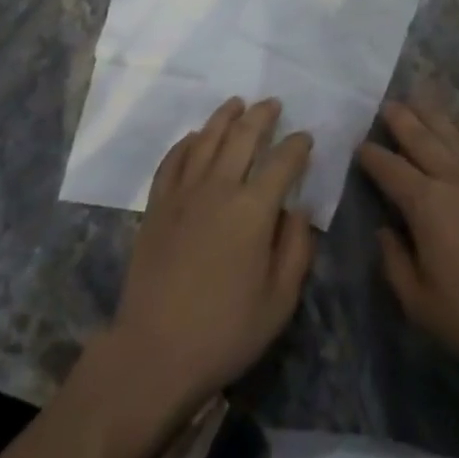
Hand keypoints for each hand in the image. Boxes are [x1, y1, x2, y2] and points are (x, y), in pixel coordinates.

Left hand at [106, 98, 315, 412]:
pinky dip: (185, 143)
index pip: (282, 162)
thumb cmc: (225, 332)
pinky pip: (172, 161)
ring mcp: (183, 194)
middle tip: (273, 104)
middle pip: (243, 136)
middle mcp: (219, 188)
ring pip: (205, 139)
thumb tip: (298, 209)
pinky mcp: (156, 206)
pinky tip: (194, 137)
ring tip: (237, 104)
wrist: (153, 353)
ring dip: (224, 117)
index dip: (297, 145)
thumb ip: (297, 249)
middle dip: (262, 115)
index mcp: (254, 210)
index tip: (305, 138)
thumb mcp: (280, 301)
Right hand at [357, 100, 458, 376]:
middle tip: (385, 105)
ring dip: (431, 115)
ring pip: (452, 133)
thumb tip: (383, 230)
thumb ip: (395, 263)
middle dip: (401, 119)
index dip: (372, 156)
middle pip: (421, 138)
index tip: (360, 146)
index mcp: (425, 205)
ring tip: (416, 101)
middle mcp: (452, 178)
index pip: (391, 169)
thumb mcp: (421, 304)